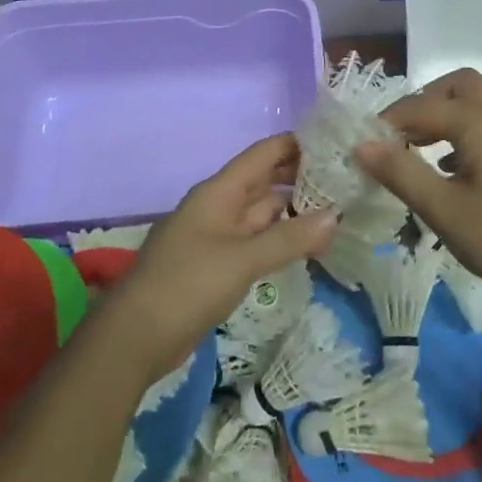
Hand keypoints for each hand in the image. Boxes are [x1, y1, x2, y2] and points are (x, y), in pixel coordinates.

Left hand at [111, 135, 335, 383]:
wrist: (135, 337)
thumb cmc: (187, 285)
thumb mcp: (242, 260)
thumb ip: (289, 238)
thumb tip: (336, 216)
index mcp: (219, 192)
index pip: (264, 154)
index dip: (297, 145)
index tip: (336, 144)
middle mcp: (219, 206)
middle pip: (265, 181)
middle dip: (301, 177)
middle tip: (346, 179)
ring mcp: (217, 236)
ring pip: (262, 213)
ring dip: (294, 211)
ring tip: (337, 211)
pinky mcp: (217, 264)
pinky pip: (255, 241)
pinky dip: (280, 239)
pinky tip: (306, 246)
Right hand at [353, 69, 481, 316]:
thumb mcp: (446, 211)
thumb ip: (401, 173)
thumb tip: (360, 145)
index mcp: (477, 121)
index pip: (418, 107)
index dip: (386, 123)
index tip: (361, 148)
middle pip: (455, 87)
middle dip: (422, 104)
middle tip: (398, 138)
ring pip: (475, 106)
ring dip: (443, 119)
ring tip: (417, 155)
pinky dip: (464, 136)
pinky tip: (452, 174)